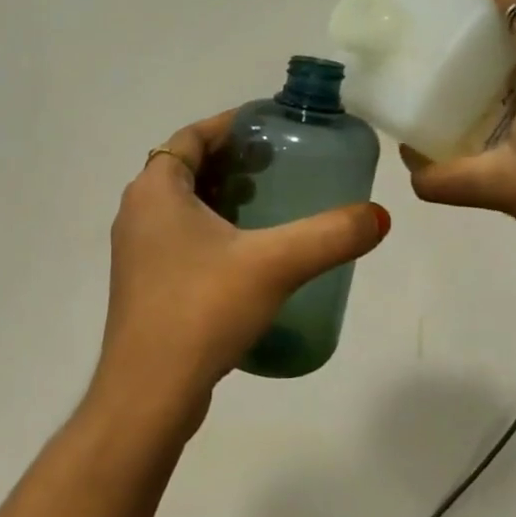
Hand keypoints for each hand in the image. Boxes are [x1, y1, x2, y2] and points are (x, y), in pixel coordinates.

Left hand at [93, 111, 389, 428]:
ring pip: (180, 206)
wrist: (149, 391)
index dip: (229, 125)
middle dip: (230, 162)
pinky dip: (209, 231)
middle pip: (185, 168)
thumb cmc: (202, 309)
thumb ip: (330, 235)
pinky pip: (178, 239)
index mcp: (155, 190)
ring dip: (220, 198)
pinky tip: (246, 255)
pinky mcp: (143, 285)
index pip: (190, 137)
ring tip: (269, 205)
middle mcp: (136, 212)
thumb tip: (380, 216)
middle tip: (278, 166)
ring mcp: (135, 252)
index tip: (268, 125)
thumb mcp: (274, 264)